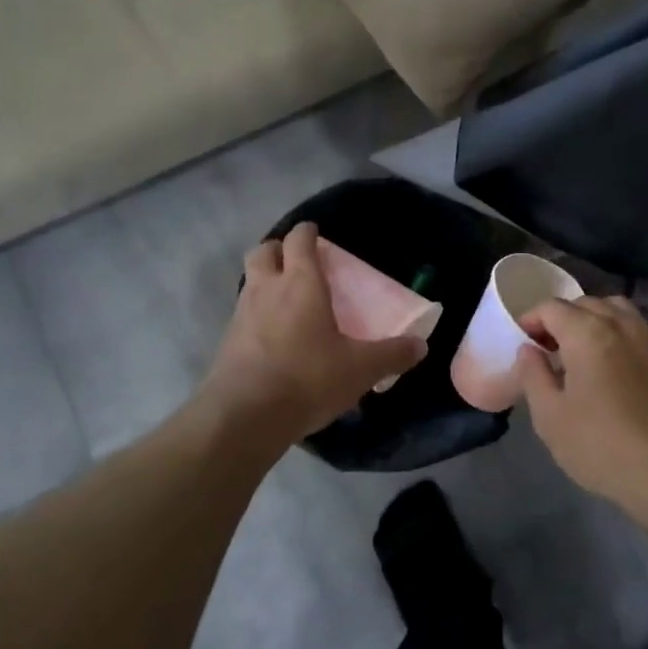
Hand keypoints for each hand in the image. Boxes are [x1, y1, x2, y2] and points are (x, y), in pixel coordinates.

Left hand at [199, 223, 426, 442]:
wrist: (245, 416)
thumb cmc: (307, 379)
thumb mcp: (360, 369)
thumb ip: (391, 354)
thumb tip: (419, 345)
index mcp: (300, 284)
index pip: (299, 239)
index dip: (308, 232)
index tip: (318, 234)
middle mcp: (266, 289)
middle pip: (263, 251)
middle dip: (279, 250)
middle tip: (299, 264)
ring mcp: (241, 314)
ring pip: (250, 281)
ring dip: (266, 281)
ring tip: (290, 302)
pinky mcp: (227, 342)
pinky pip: (243, 314)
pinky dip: (258, 314)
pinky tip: (276, 337)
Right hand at [517, 297, 647, 516]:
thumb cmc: (597, 443)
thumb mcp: (549, 415)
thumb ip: (533, 374)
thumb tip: (529, 350)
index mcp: (587, 333)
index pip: (552, 308)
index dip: (531, 320)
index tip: (524, 343)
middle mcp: (619, 324)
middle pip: (584, 303)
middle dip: (561, 318)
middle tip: (547, 348)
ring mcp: (646, 338)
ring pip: (614, 309)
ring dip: (591, 319)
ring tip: (579, 348)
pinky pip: (634, 327)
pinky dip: (615, 330)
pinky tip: (606, 361)